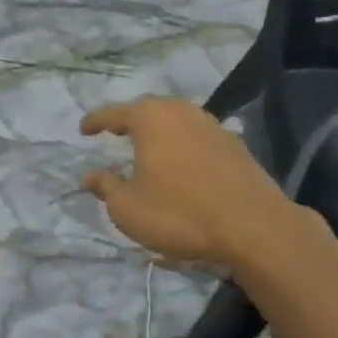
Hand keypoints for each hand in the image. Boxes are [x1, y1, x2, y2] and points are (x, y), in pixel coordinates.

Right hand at [80, 99, 295, 267]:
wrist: (254, 226)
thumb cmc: (180, 213)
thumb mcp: (129, 208)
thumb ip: (106, 187)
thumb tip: (90, 176)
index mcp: (150, 118)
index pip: (113, 114)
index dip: (95, 122)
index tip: (83, 129)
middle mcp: (180, 111)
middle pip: (148, 111)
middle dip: (130, 122)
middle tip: (116, 134)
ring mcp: (211, 124)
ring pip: (176, 121)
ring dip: (160, 133)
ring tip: (150, 150)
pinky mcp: (234, 144)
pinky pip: (198, 137)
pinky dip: (184, 147)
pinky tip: (184, 166)